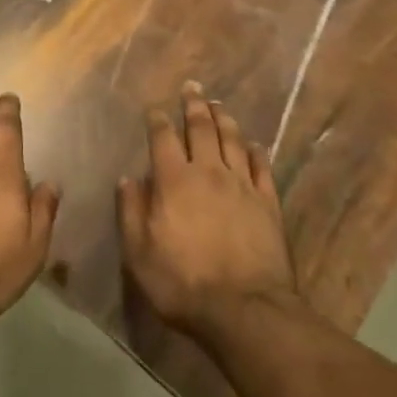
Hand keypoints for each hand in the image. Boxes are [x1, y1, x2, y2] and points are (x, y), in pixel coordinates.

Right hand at [118, 83, 298, 338]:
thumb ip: (131, 211)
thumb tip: (128, 178)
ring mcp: (242, 184)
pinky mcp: (268, 202)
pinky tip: (254, 144)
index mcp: (174, 180)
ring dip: (224, 119)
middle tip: (192, 87)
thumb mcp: (139, 253)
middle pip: (201, 128)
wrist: (244, 310)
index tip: (155, 108)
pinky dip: (256, 151)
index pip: (163, 138)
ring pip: (233, 140)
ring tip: (218, 104)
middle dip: (194, 105)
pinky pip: (262, 167)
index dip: (158, 120)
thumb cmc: (182, 283)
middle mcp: (208, 172)